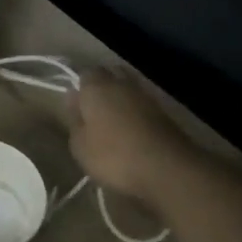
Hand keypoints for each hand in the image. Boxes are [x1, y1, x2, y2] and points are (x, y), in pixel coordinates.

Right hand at [70, 67, 198, 202]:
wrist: (167, 168)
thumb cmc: (113, 156)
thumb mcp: (80, 145)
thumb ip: (74, 119)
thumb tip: (74, 99)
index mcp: (96, 86)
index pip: (84, 73)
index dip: (79, 87)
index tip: (75, 105)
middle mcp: (121, 83)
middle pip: (109, 73)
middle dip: (101, 85)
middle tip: (93, 108)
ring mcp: (146, 95)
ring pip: (128, 87)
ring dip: (121, 97)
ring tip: (112, 119)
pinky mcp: (164, 111)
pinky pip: (143, 103)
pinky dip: (136, 110)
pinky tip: (131, 128)